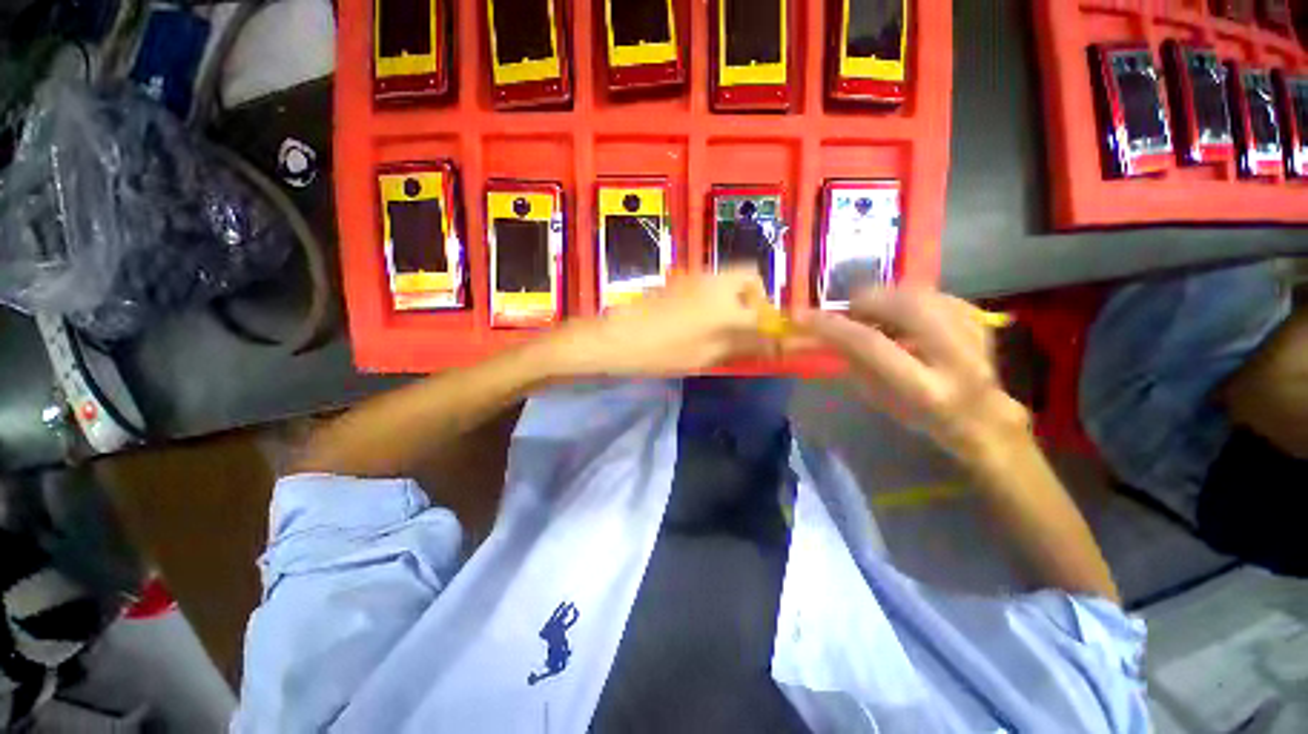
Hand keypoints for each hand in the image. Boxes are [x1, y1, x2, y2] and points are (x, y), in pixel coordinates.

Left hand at [545, 268, 775, 376]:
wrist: (615, 337)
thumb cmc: (662, 350)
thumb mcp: (707, 354)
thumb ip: (745, 344)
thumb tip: (776, 344)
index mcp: (726, 301)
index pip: (765, 309)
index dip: (776, 325)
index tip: (776, 340)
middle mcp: (715, 280)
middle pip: (750, 277)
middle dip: (756, 301)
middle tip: (745, 328)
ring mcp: (695, 277)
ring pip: (730, 279)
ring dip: (737, 299)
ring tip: (723, 328)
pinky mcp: (680, 281)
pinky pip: (711, 283)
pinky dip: (718, 298)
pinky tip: (702, 320)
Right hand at [794, 287, 1030, 469]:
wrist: (982, 417)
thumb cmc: (921, 416)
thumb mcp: (879, 398)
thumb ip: (854, 362)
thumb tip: (828, 333)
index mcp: (925, 387)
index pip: (870, 344)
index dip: (831, 326)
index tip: (802, 315)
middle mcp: (955, 357)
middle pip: (904, 304)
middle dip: (866, 299)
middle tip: (848, 311)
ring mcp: (974, 335)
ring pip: (922, 293)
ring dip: (887, 297)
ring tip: (874, 313)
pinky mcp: (981, 320)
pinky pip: (936, 293)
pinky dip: (910, 297)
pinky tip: (902, 314)